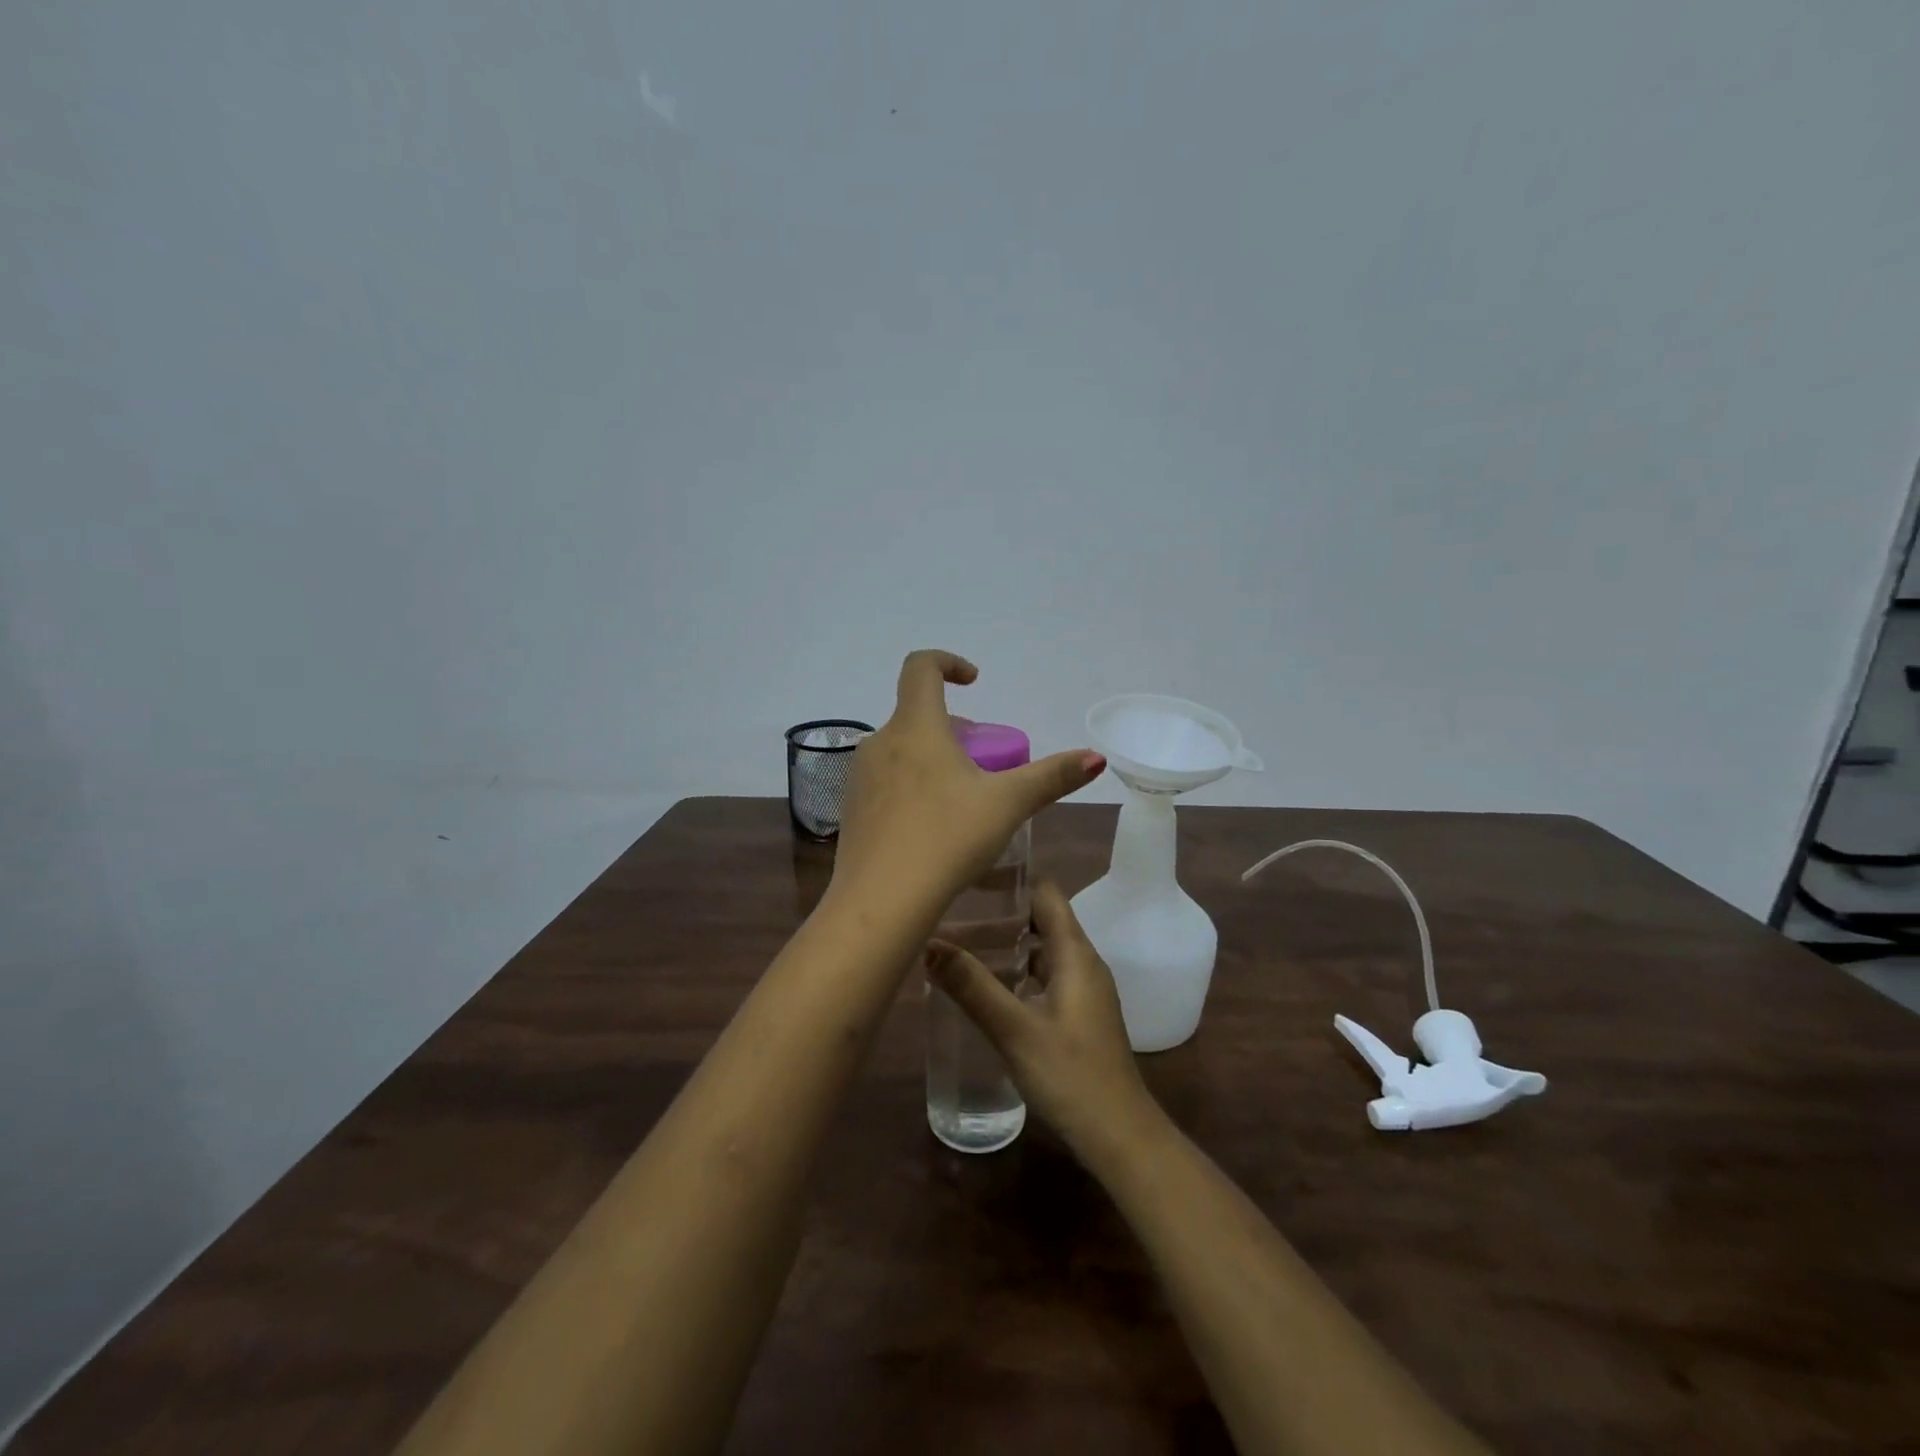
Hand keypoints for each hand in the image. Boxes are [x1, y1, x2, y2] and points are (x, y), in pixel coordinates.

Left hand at [830, 651, 1104, 912]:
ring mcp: (858, 777)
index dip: (948, 662)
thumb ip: (1052, 777)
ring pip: (900, 750)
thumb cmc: (946, 840)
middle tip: (983, 762)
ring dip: (931, 758)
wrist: (879, 903)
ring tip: (961, 797)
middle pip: (916, 715)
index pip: (920, 667)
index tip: (974, 681)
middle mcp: (879, 742)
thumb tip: (1096, 757)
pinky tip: (930, 828)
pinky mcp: (850, 810)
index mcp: (915, 727)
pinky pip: (885, 782)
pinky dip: (911, 786)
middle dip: (953, 728)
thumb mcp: (1007, 805)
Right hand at [927, 881, 1160, 1159]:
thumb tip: (929, 943)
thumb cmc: (1071, 1076)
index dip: (1012, 879)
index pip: (1046, 893)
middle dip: (1001, 912)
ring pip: (1043, 950)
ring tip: (961, 944)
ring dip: (1008, 943)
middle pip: (1043, 919)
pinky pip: (1045, 976)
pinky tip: (988, 987)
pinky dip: (1018, 971)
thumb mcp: (1015, 1030)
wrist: (1120, 1137)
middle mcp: (1083, 963)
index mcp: (1075, 953)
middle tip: (954, 910)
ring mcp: (1084, 990)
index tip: (971, 876)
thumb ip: (972, 987)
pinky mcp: (1079, 1015)